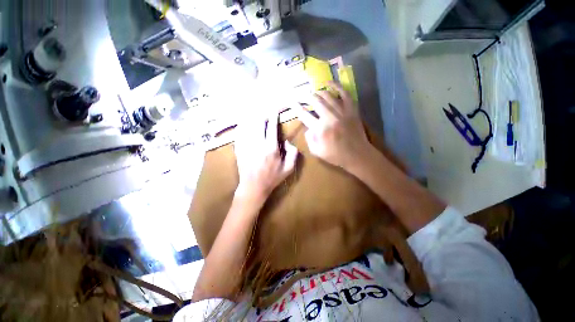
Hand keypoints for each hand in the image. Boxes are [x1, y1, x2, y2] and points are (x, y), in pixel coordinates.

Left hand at [234, 111, 298, 200]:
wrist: (253, 187)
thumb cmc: (272, 178)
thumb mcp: (289, 169)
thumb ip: (293, 153)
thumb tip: (286, 142)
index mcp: (271, 148)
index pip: (271, 126)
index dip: (273, 115)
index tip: (275, 109)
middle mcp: (258, 143)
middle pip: (258, 122)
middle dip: (262, 113)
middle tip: (265, 110)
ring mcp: (246, 145)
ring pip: (247, 124)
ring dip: (252, 116)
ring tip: (255, 111)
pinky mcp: (238, 148)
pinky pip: (239, 132)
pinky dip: (242, 125)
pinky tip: (244, 122)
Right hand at [296, 81, 372, 169]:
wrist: (357, 155)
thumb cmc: (336, 155)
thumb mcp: (317, 152)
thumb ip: (309, 139)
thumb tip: (308, 128)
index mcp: (320, 129)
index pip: (304, 115)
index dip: (296, 107)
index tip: (291, 101)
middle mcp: (330, 117)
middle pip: (315, 101)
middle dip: (306, 96)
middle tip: (301, 95)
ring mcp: (342, 112)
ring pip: (328, 95)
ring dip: (318, 92)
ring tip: (314, 92)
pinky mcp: (351, 109)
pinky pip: (344, 93)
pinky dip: (336, 86)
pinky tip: (329, 82)